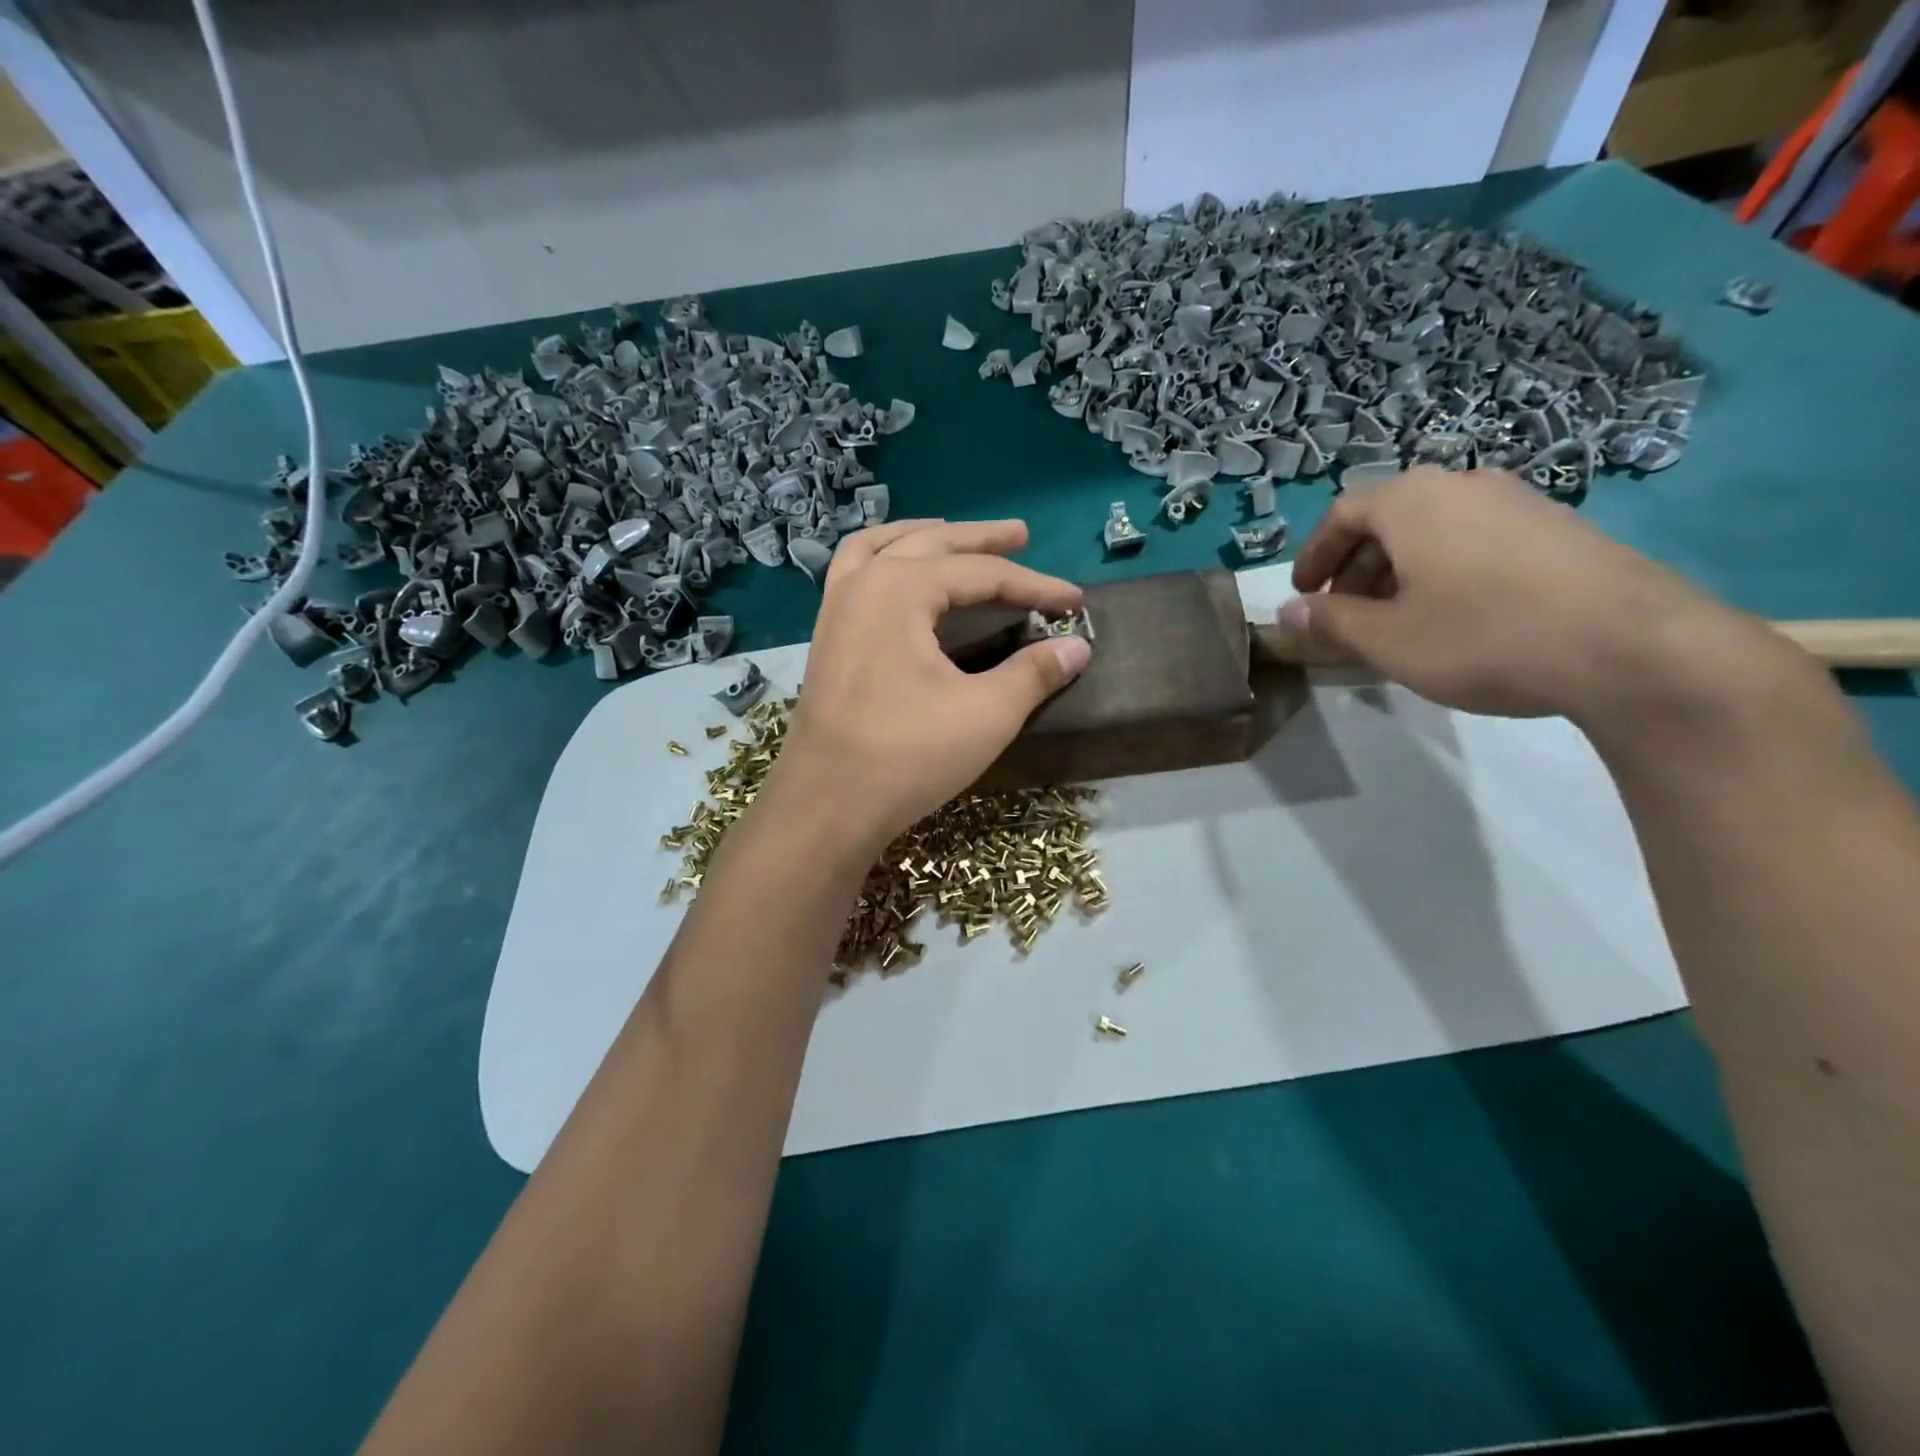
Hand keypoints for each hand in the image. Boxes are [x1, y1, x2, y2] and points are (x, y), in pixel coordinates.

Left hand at [767, 519, 1090, 851]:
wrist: (825, 806)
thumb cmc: (907, 756)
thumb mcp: (986, 714)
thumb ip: (1034, 673)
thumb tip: (1077, 647)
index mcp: (900, 589)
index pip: (982, 575)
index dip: (1034, 586)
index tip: (1074, 602)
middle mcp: (862, 584)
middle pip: (930, 545)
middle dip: (979, 540)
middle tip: (1020, 534)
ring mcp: (836, 610)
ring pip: (881, 549)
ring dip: (923, 538)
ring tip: (953, 537)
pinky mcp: (826, 639)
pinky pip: (855, 576)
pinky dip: (884, 562)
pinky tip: (898, 579)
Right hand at [1271, 467, 1755, 720]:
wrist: (1630, 645)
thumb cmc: (1482, 636)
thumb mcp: (1387, 640)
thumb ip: (1329, 623)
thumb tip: (1288, 614)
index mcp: (1411, 501)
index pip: (1342, 513)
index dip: (1314, 555)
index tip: (1302, 593)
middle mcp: (1463, 484)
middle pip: (1388, 517)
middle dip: (1355, 566)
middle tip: (1345, 613)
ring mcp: (1518, 500)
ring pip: (1434, 528)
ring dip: (1399, 569)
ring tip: (1397, 618)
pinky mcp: (1558, 525)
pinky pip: (1476, 537)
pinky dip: (1445, 568)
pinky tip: (1456, 613)